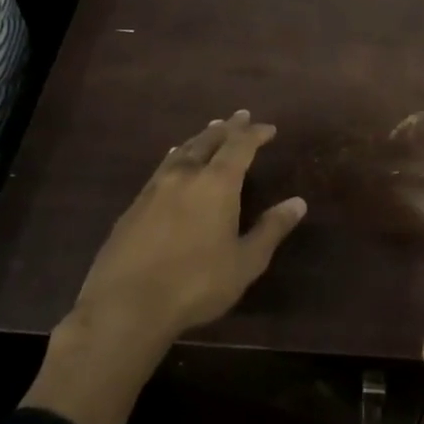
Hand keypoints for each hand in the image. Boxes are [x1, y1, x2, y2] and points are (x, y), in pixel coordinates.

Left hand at [24, 111, 305, 423]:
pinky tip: (172, 163)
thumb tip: (298, 203)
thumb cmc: (196, 284)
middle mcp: (185, 176)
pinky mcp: (132, 208)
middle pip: (208, 141)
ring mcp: (154, 190)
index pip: (240, 146)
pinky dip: (175, 158)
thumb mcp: (246, 262)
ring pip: (181, 152)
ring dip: (199, 138)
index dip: (255, 134)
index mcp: (216, 184)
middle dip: (227, 128)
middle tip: (239, 116)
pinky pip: (161, 169)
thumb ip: (271, 229)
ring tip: (208, 130)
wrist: (125, 307)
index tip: (269, 128)